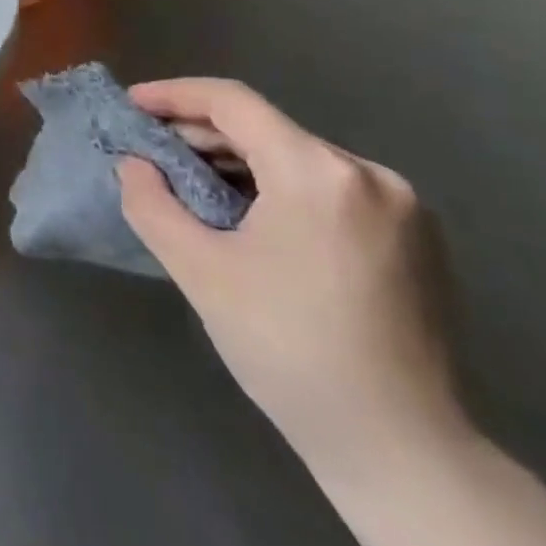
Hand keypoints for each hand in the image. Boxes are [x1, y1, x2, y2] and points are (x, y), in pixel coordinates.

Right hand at [117, 78, 467, 479]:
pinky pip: (328, 185)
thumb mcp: (200, 271)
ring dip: (238, 162)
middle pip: (266, 128)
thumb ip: (151, 203)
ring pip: (296, 156)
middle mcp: (367, 173)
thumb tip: (133, 164)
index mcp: (318, 173)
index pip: (232, 102)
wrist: (401, 450)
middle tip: (152, 153)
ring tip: (192, 184)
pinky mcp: (414, 236)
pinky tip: (250, 216)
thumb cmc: (288, 350)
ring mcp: (400, 204)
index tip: (131, 106)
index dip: (174, 95)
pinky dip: (279, 186)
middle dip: (201, 134)